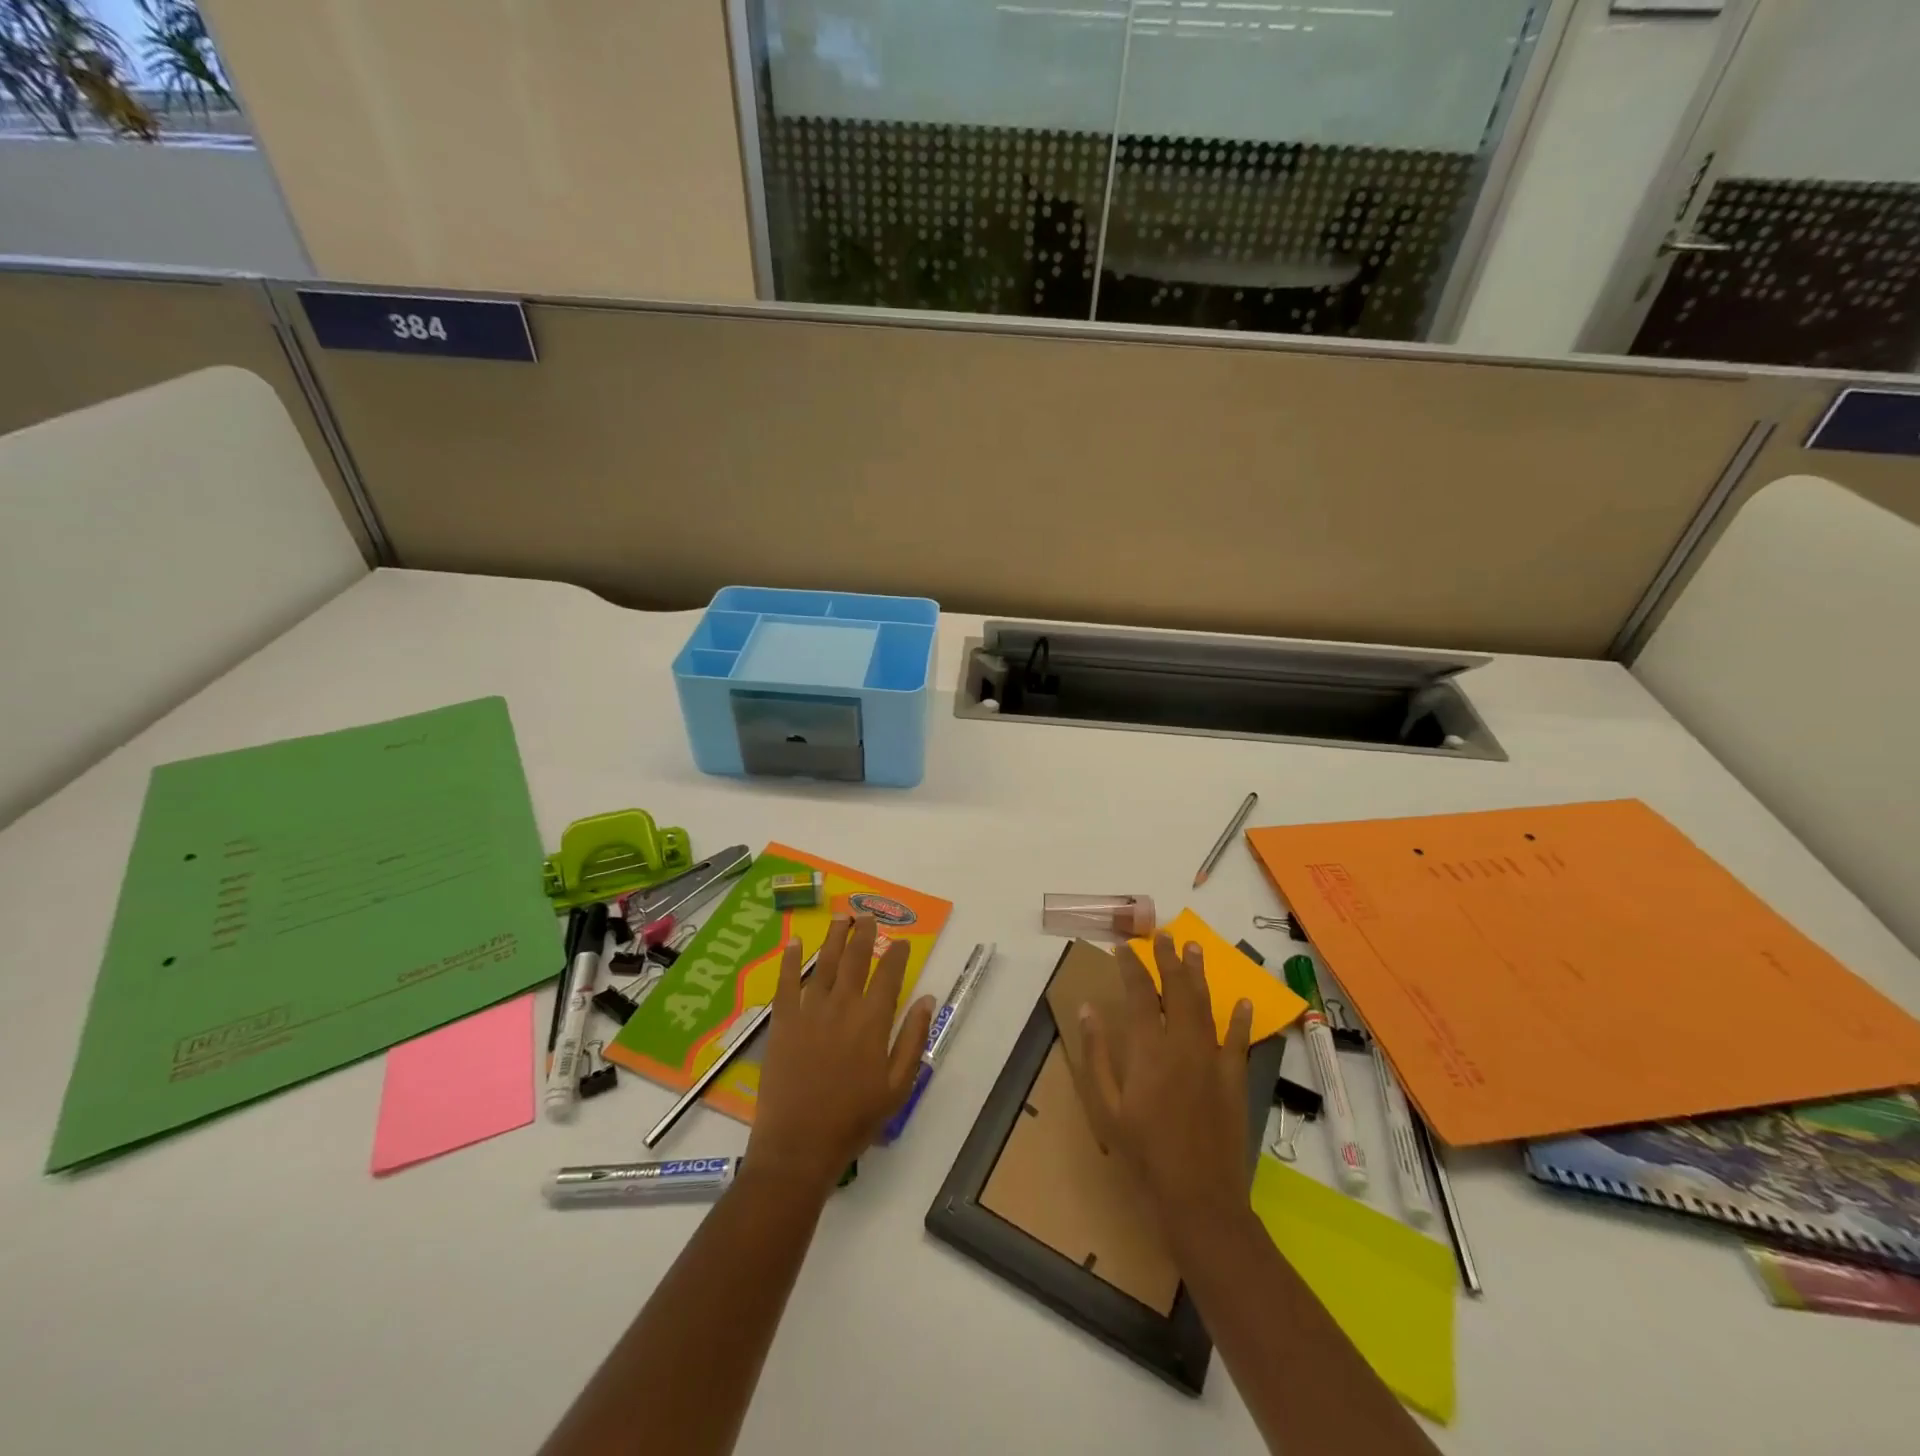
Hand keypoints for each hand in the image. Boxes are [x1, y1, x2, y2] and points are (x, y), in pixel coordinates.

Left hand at [747, 913, 936, 1197]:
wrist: (799, 1145)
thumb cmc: (854, 1120)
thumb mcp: (898, 1087)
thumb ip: (913, 1039)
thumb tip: (928, 999)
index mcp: (873, 1021)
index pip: (889, 975)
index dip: (896, 954)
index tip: (900, 941)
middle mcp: (843, 1006)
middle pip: (855, 959)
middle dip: (864, 934)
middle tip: (867, 915)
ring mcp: (809, 1011)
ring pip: (824, 963)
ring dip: (833, 937)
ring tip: (841, 917)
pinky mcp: (783, 1022)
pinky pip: (786, 982)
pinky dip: (790, 960)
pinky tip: (794, 942)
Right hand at [1076, 933, 1254, 1236]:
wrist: (1199, 1196)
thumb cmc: (1144, 1153)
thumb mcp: (1106, 1107)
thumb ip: (1097, 1054)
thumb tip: (1088, 1009)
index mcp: (1148, 1050)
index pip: (1138, 993)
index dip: (1131, 966)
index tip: (1123, 946)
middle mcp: (1182, 1044)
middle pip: (1175, 990)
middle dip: (1168, 959)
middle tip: (1163, 934)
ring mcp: (1212, 1059)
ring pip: (1205, 1005)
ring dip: (1198, 975)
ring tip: (1194, 948)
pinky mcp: (1234, 1079)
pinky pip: (1238, 1040)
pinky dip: (1240, 1019)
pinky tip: (1241, 1001)